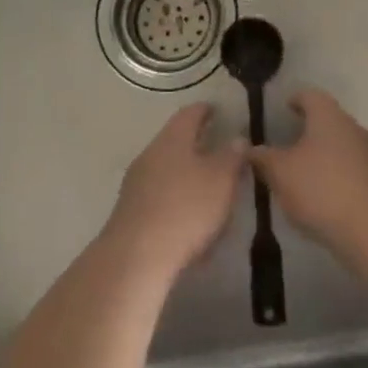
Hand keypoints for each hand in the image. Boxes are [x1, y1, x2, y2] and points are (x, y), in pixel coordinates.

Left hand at [102, 105, 247, 290]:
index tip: (217, 110)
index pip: (190, 114)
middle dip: (195, 143)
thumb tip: (237, 138)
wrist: (136, 258)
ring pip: (165, 167)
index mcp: (172, 139)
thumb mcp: (221, 180)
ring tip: (205, 185)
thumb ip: (232, 157)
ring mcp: (135, 183)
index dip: (205, 110)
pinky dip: (174, 197)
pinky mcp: (130, 211)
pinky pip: (157, 194)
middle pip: (175, 140)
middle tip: (216, 148)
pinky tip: (187, 216)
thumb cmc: (186, 209)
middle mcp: (150, 153)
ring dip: (184, 172)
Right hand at [249, 90, 367, 272]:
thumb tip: (249, 148)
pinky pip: (355, 171)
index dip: (296, 100)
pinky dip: (340, 178)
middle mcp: (353, 127)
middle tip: (290, 145)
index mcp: (328, 116)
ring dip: (327, 156)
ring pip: (344, 146)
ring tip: (307, 176)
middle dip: (311, 131)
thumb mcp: (280, 173)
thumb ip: (263, 159)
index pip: (310, 96)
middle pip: (329, 121)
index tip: (285, 109)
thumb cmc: (322, 189)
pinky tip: (328, 199)